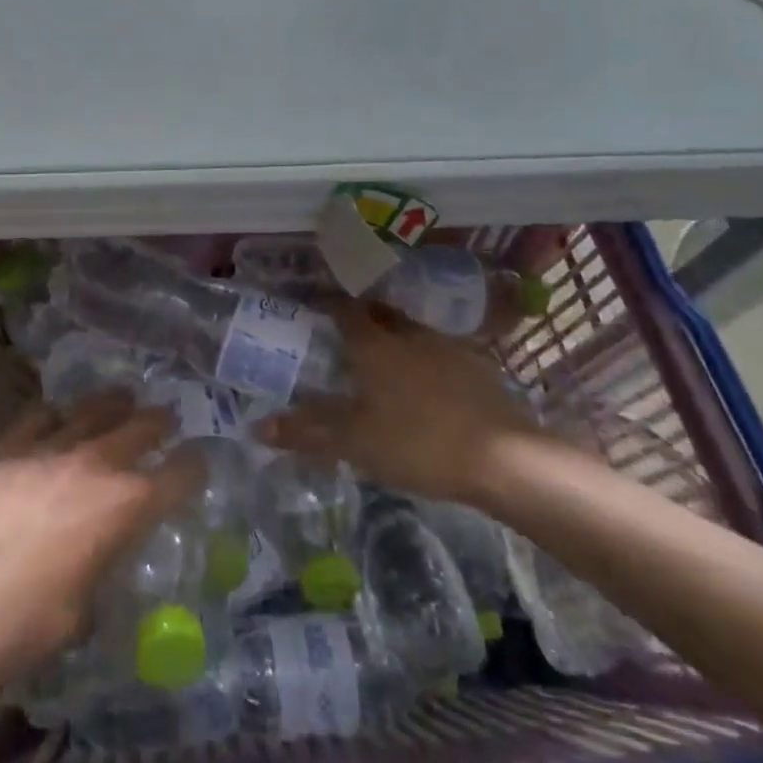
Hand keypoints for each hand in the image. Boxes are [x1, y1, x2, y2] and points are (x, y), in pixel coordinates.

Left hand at [0, 392, 202, 688]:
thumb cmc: (24, 626)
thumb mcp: (81, 610)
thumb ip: (98, 569)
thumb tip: (96, 558)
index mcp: (124, 507)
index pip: (177, 475)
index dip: (193, 466)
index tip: (198, 462)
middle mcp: (95, 464)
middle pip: (139, 426)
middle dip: (158, 423)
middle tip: (165, 420)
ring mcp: (49, 447)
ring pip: (92, 409)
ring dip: (114, 403)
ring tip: (122, 399)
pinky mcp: (8, 444)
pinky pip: (41, 414)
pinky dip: (57, 413)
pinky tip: (58, 415)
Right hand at [256, 299, 542, 505]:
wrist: (504, 459)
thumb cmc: (418, 442)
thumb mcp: (355, 442)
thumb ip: (307, 431)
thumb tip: (257, 426)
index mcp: (374, 344)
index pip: (343, 309)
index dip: (327, 303)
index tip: (314, 305)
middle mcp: (408, 334)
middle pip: (379, 314)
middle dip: (361, 317)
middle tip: (345, 333)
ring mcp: (447, 347)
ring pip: (411, 331)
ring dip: (395, 338)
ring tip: (385, 361)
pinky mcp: (477, 367)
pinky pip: (439, 352)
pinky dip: (425, 360)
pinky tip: (427, 386)